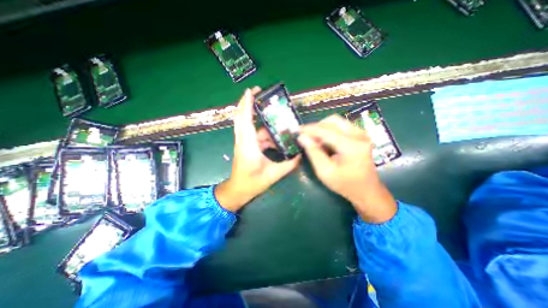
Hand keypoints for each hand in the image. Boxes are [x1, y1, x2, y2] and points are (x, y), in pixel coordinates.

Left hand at [214, 87, 298, 211]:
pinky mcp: (246, 146)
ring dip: (260, 120)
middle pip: (242, 117)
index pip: (245, 120)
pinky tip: (275, 138)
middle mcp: (243, 140)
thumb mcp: (272, 174)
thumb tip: (300, 155)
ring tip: (275, 117)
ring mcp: (243, 142)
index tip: (251, 90)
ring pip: (249, 125)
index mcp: (248, 145)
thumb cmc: (252, 183)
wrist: (238, 191)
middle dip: (248, 102)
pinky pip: (254, 134)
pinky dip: (264, 133)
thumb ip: (288, 164)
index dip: (247, 104)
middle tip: (259, 92)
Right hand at [298, 114, 396, 221]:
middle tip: (306, 137)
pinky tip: (324, 141)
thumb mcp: (325, 172)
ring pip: (337, 122)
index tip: (297, 130)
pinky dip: (329, 131)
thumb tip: (302, 137)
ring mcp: (362, 134)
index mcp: (351, 145)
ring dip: (322, 128)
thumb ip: (313, 152)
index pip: (326, 130)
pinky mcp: (360, 135)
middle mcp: (359, 135)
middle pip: (332, 121)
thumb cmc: (345, 184)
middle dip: (316, 127)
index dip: (309, 129)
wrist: (366, 190)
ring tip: (314, 140)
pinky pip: (341, 126)